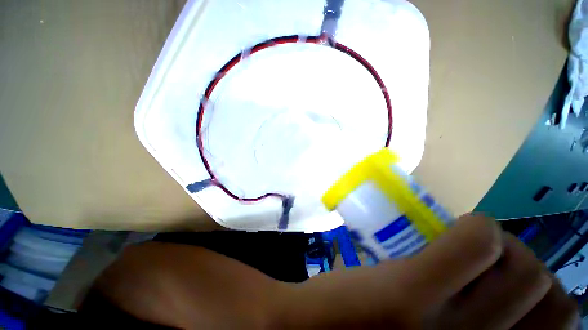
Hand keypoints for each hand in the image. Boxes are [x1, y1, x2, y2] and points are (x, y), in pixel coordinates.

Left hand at [279, 215, 578, 328]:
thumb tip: (499, 302)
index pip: (561, 321)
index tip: (509, 282)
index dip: (542, 295)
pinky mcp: (409, 293)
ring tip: (466, 249)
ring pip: (525, 266)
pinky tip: (453, 234)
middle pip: (547, 289)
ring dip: (503, 248)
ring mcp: (446, 327)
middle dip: (526, 266)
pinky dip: (477, 232)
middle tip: (488, 262)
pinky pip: (474, 243)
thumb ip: (466, 329)